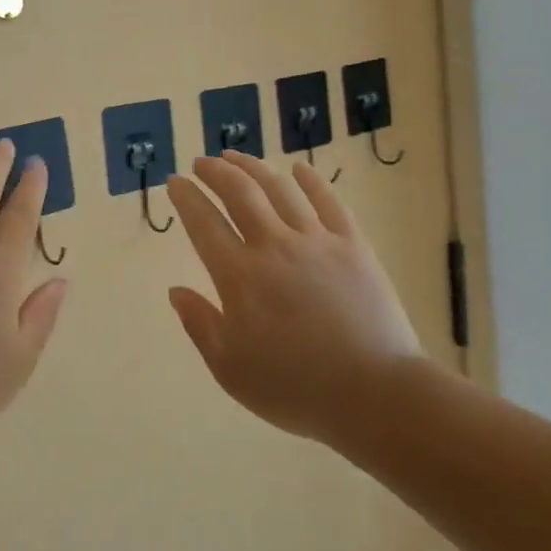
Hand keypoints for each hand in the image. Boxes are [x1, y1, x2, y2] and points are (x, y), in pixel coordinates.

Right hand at [165, 152, 421, 443]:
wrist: (375, 394)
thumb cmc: (296, 389)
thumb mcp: (231, 370)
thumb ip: (200, 325)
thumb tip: (175, 291)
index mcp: (240, 276)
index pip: (204, 224)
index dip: (186, 198)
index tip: (174, 182)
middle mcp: (274, 246)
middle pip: (239, 193)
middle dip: (215, 172)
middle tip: (201, 163)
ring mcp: (317, 241)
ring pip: (279, 189)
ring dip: (253, 167)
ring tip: (236, 157)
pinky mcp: (353, 245)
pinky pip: (328, 201)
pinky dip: (310, 180)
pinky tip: (298, 168)